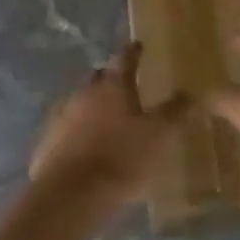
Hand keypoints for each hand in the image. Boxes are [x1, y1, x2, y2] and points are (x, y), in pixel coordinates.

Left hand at [29, 44, 186, 213]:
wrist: (70, 194)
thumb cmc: (121, 158)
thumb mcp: (159, 136)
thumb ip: (175, 112)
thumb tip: (190, 91)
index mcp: (114, 85)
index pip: (125, 58)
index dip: (133, 51)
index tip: (138, 45)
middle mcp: (86, 92)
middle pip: (101, 77)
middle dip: (113, 79)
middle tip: (126, 85)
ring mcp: (63, 115)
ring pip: (83, 101)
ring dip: (95, 106)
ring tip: (110, 118)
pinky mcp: (49, 140)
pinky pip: (68, 127)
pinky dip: (80, 130)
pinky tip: (89, 144)